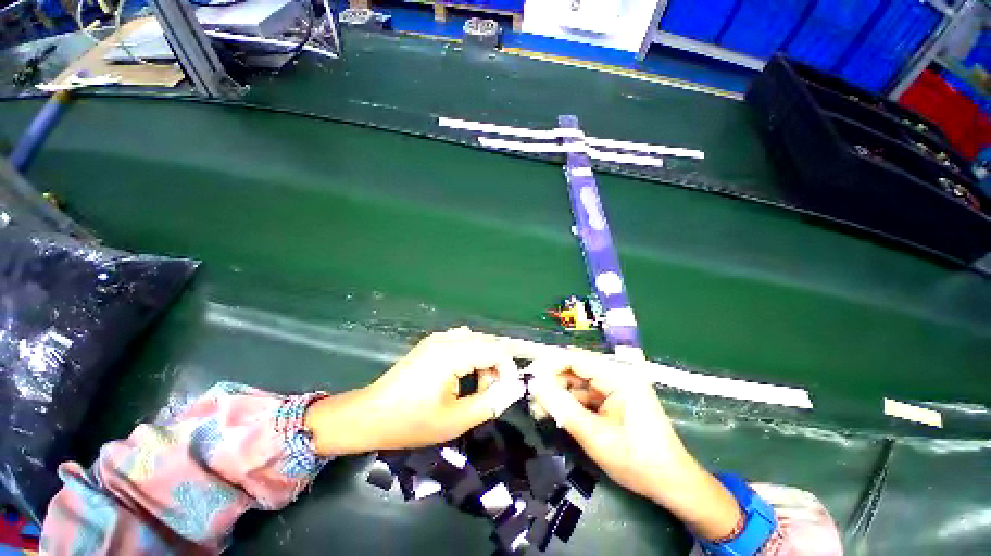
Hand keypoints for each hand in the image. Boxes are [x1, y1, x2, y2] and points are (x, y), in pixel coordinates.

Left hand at [305, 327, 524, 455]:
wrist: (370, 415)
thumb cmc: (411, 422)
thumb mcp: (455, 420)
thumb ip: (489, 404)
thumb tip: (514, 390)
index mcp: (452, 354)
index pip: (496, 351)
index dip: (508, 370)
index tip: (507, 393)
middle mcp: (447, 339)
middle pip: (488, 343)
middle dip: (497, 367)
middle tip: (491, 393)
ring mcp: (438, 338)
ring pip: (477, 340)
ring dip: (485, 360)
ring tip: (477, 386)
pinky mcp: (432, 343)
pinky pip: (463, 341)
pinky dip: (472, 355)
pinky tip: (463, 375)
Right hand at [527, 351, 741, 539]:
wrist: (672, 484)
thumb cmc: (638, 461)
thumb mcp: (595, 436)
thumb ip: (562, 407)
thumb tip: (535, 384)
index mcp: (618, 376)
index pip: (575, 359)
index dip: (549, 364)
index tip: (528, 377)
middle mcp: (617, 373)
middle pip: (575, 369)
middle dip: (552, 382)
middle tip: (531, 398)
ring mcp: (616, 385)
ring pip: (577, 382)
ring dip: (558, 394)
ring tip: (539, 409)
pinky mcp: (614, 398)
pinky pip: (585, 394)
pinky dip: (570, 403)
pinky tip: (555, 413)